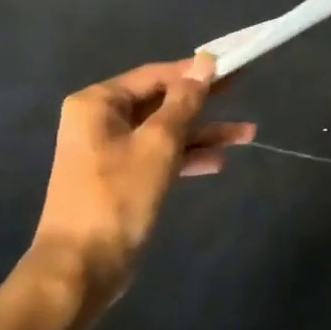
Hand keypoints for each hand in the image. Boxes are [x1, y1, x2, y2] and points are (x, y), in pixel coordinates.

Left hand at [29, 54, 254, 296]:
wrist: (81, 267)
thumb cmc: (118, 196)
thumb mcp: (159, 143)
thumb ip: (185, 101)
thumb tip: (205, 61)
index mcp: (98, 104)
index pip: (155, 75)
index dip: (194, 72)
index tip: (231, 68)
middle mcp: (100, 121)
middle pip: (161, 102)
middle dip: (203, 103)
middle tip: (241, 90)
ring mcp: (109, 152)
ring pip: (164, 132)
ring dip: (203, 133)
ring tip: (248, 134)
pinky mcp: (121, 180)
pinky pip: (158, 157)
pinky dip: (186, 157)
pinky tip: (219, 162)